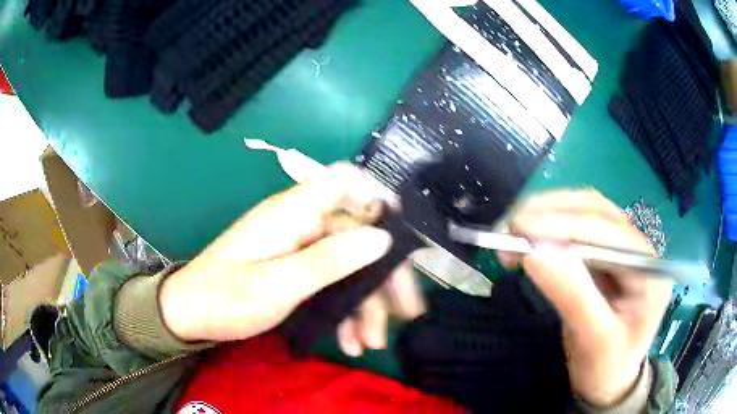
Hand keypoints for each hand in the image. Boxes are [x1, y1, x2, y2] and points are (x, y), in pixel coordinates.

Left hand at [159, 164, 423, 344]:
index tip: (402, 233)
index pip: (343, 180)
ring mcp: (297, 247)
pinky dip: (342, 310)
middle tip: (405, 311)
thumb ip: (330, 260)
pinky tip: (349, 340)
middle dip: (383, 275)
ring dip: (364, 303)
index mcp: (292, 213)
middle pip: (356, 233)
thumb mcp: (277, 285)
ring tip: (371, 341)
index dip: (377, 195)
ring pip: (347, 263)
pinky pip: (330, 281)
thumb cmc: (225, 298)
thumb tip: (381, 238)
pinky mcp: (293, 268)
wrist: (189, 315)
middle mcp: (299, 223)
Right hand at [498, 190, 671, 406]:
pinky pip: (575, 232)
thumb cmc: (606, 366)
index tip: (521, 229)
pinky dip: (548, 231)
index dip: (565, 225)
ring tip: (512, 232)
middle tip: (511, 226)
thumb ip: (571, 295)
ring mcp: (621, 249)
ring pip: (583, 214)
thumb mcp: (592, 339)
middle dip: (552, 213)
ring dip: (547, 216)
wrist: (607, 381)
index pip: (609, 232)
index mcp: (648, 268)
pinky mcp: (603, 256)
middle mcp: (638, 248)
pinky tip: (527, 241)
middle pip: (596, 211)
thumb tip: (534, 253)